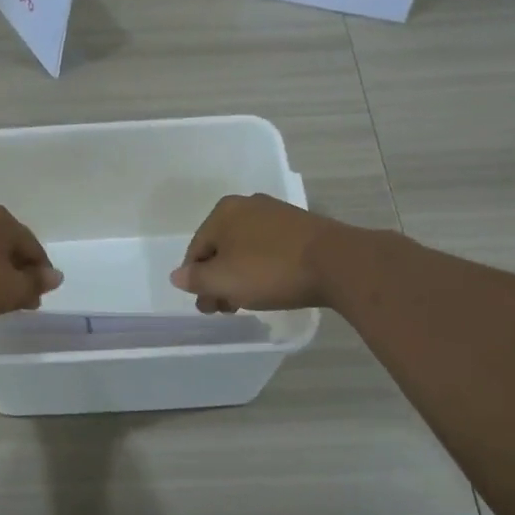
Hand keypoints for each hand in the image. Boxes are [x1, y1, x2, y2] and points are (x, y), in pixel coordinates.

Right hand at [169, 194, 351, 312]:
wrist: (337, 263)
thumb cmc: (270, 270)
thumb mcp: (223, 280)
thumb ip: (196, 279)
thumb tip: (177, 276)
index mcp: (223, 212)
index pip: (196, 250)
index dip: (196, 281)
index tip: (207, 307)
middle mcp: (248, 205)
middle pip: (221, 249)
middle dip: (218, 280)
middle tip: (225, 308)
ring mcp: (277, 214)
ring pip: (246, 250)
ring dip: (240, 276)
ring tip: (247, 302)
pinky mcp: (301, 227)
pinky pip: (269, 250)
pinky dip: (263, 268)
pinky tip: (271, 286)